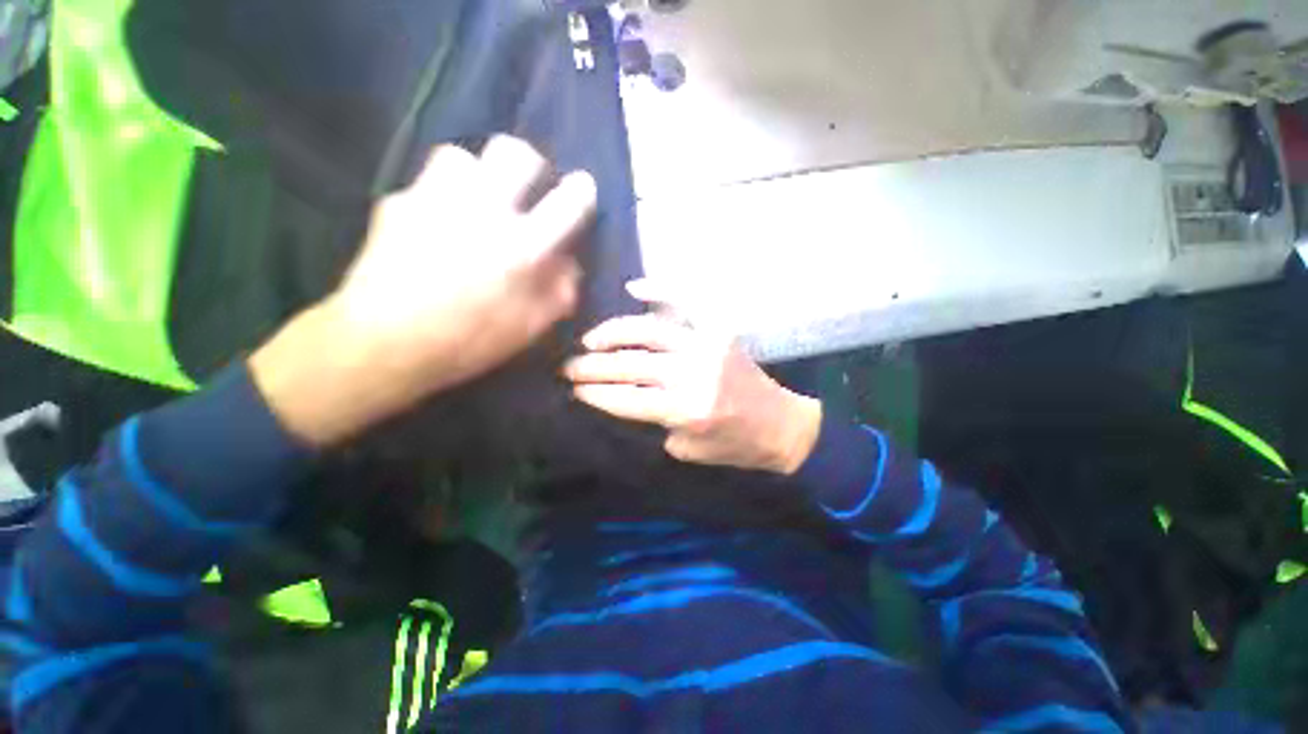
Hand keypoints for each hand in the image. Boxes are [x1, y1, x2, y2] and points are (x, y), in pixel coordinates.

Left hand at [251, 137, 596, 445]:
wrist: (385, 344)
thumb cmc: (469, 342)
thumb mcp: (532, 327)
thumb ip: (561, 291)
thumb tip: (569, 262)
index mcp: (523, 248)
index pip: (567, 202)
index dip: (581, 191)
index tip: (581, 189)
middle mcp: (484, 212)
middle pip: (513, 152)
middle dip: (529, 164)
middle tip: (527, 186)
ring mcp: (435, 200)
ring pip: (464, 156)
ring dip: (479, 175)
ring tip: (477, 202)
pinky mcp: (397, 203)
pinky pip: (427, 184)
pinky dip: (441, 197)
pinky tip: (437, 225)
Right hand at [564, 281, 821, 474]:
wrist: (780, 425)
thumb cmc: (733, 445)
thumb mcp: (687, 448)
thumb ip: (655, 420)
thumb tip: (626, 394)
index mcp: (687, 411)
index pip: (627, 399)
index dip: (596, 393)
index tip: (574, 388)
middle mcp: (694, 375)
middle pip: (631, 365)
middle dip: (593, 366)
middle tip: (569, 365)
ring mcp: (707, 346)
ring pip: (649, 331)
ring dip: (613, 333)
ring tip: (591, 339)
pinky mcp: (719, 330)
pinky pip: (687, 302)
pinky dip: (659, 291)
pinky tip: (632, 289)